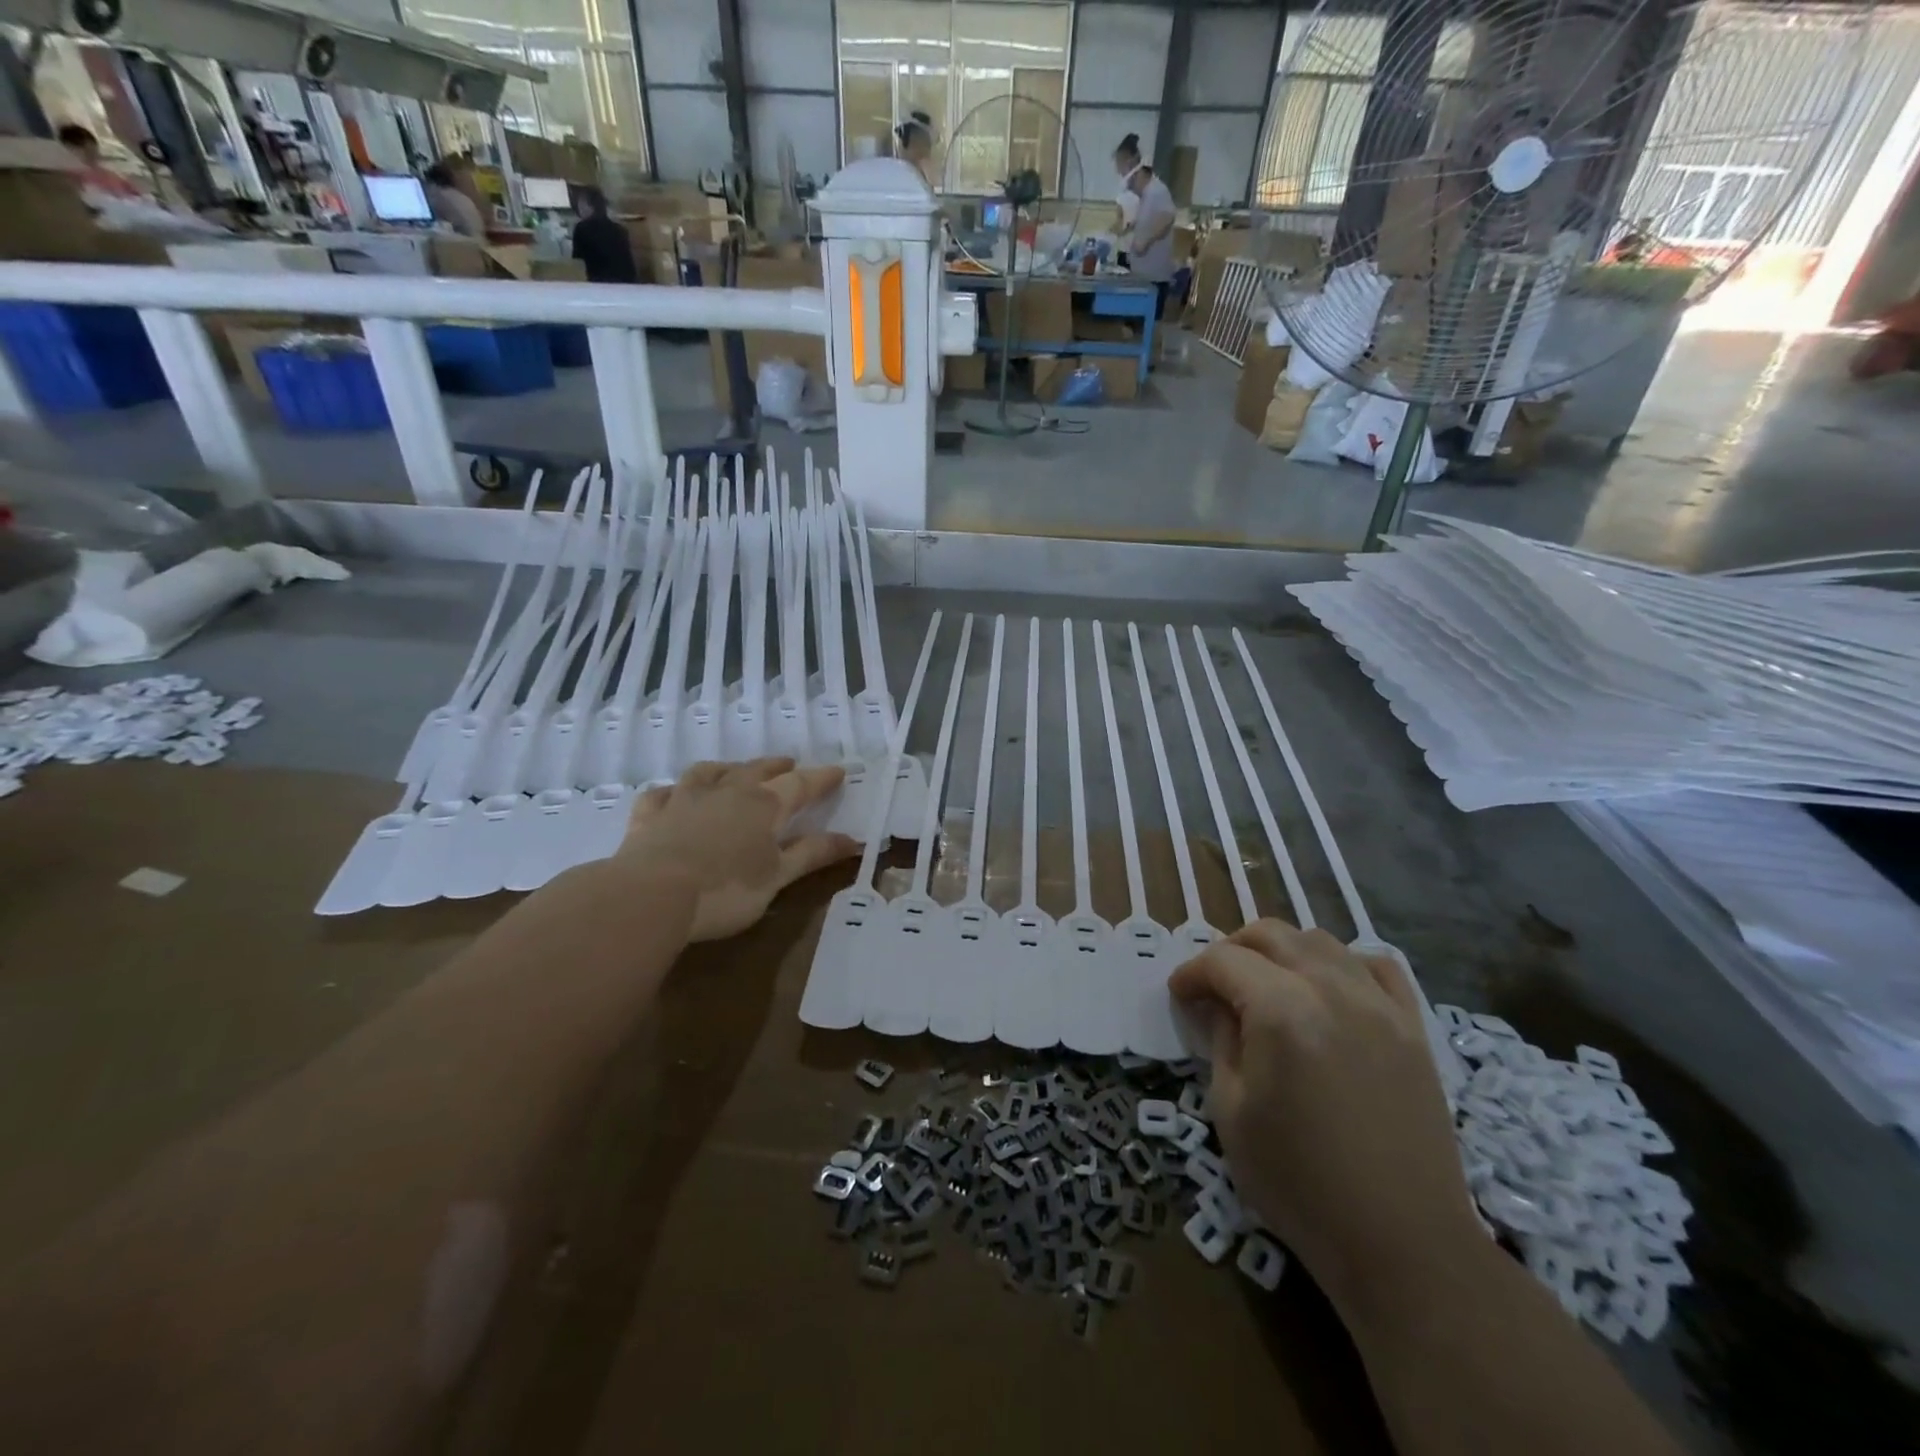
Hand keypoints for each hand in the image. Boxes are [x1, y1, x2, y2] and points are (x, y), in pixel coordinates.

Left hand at [616, 758, 858, 941]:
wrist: (651, 896)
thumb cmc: (726, 890)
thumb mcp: (778, 877)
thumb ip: (812, 855)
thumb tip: (852, 839)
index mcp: (763, 806)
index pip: (799, 785)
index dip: (820, 778)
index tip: (838, 771)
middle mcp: (726, 792)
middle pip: (756, 770)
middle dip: (776, 767)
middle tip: (789, 764)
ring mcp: (683, 800)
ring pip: (708, 773)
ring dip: (727, 768)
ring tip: (735, 770)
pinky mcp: (649, 816)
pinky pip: (662, 794)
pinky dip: (672, 791)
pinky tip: (673, 794)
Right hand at [1168, 919, 1481, 1312]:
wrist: (1402, 1243)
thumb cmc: (1299, 1183)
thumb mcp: (1232, 1112)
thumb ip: (1221, 1041)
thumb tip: (1217, 1004)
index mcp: (1282, 1011)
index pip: (1223, 961)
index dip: (1192, 973)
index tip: (1179, 995)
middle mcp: (1332, 990)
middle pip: (1271, 935)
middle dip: (1232, 949)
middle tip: (1215, 984)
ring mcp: (1380, 1005)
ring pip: (1321, 941)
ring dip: (1283, 950)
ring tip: (1267, 983)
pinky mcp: (1413, 1028)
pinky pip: (1377, 967)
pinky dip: (1344, 963)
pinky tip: (1330, 989)